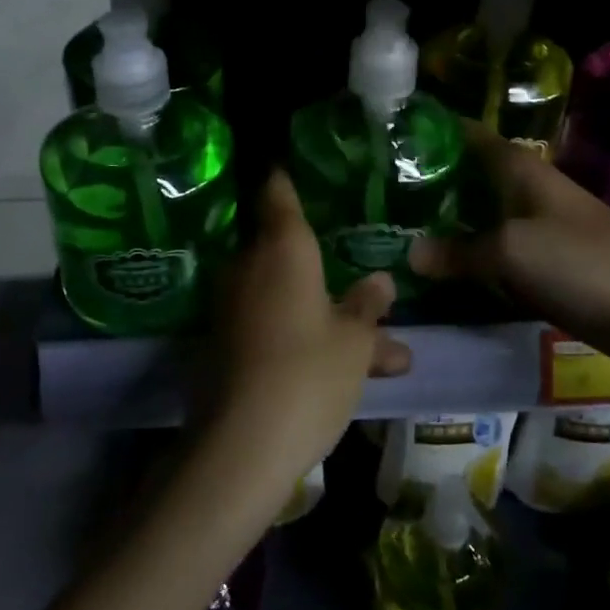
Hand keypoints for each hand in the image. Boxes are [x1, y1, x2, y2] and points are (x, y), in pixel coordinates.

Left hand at [208, 172, 411, 479]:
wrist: (240, 448)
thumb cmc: (308, 374)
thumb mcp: (355, 342)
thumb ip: (368, 307)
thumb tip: (382, 283)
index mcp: (284, 249)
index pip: (279, 192)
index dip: (286, 176)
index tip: (294, 161)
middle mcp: (251, 267)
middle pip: (289, 252)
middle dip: (328, 269)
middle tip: (366, 284)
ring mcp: (234, 308)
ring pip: (290, 298)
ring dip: (329, 316)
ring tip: (384, 354)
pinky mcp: (225, 345)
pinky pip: (273, 326)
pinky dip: (304, 338)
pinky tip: (343, 371)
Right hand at [409, 122, 609, 368]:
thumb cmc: (581, 261)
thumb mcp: (510, 252)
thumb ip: (459, 252)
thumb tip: (410, 253)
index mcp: (520, 168)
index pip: (468, 135)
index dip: (432, 133)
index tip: (389, 140)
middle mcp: (526, 189)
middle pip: (470, 176)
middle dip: (431, 183)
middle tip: (382, 195)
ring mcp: (538, 225)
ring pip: (482, 215)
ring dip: (449, 222)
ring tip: (400, 230)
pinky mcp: (547, 261)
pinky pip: (498, 250)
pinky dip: (472, 255)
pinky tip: (443, 267)